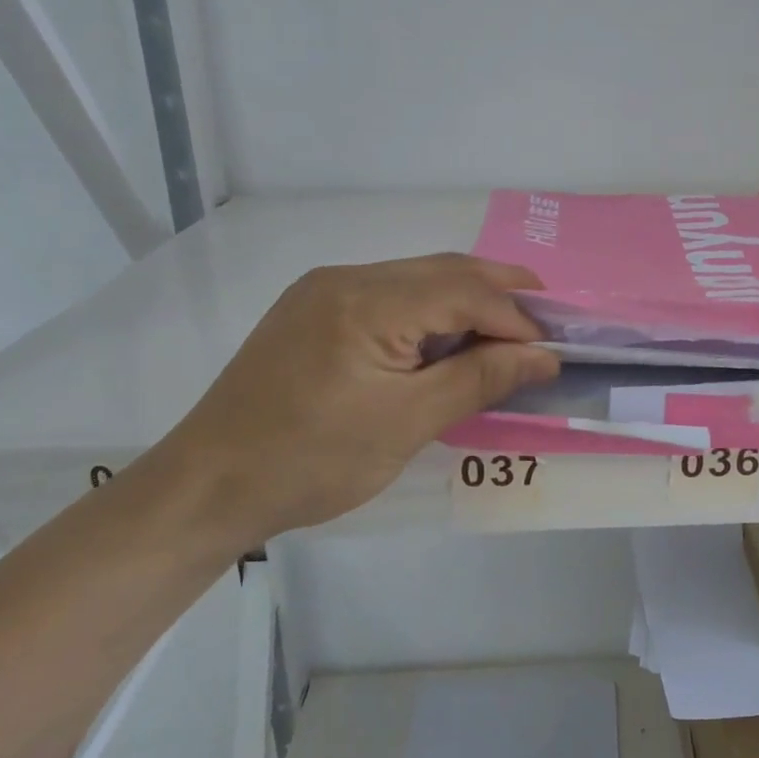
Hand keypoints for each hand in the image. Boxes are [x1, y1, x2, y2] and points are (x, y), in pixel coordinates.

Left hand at [154, 254, 559, 548]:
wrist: (207, 486)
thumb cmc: (311, 462)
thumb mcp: (407, 424)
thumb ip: (480, 380)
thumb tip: (543, 357)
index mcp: (367, 302)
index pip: (464, 291)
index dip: (515, 317)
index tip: (551, 351)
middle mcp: (345, 279)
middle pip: (443, 271)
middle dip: (499, 292)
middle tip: (545, 322)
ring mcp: (323, 291)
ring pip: (416, 280)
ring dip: (465, 301)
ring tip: (505, 333)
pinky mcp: (312, 311)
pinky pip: (389, 297)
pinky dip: (429, 313)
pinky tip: (446, 341)